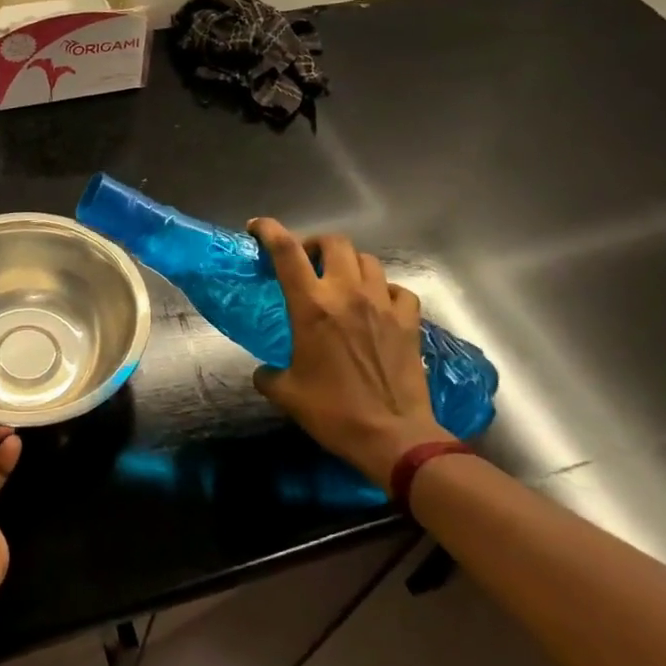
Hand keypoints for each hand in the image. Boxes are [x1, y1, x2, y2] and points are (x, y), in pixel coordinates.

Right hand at [249, 219, 453, 490]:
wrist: (394, 437)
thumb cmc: (334, 413)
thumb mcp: (287, 394)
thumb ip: (269, 374)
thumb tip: (265, 371)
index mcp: (312, 306)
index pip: (286, 251)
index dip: (269, 230)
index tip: (256, 228)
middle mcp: (347, 294)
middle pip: (333, 242)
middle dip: (315, 244)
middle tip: (306, 262)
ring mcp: (383, 305)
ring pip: (367, 260)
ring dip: (350, 263)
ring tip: (342, 281)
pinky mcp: (409, 322)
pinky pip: (398, 290)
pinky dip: (386, 290)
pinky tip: (379, 304)